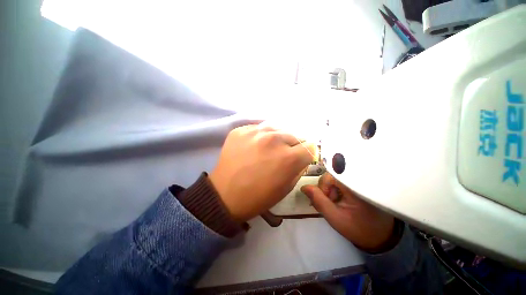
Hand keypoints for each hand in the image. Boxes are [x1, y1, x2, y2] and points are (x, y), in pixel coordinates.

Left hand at [209, 124, 315, 222]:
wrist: (225, 195)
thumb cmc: (258, 196)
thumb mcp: (287, 187)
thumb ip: (299, 168)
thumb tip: (302, 156)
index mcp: (289, 157)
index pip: (309, 146)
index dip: (306, 153)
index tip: (301, 157)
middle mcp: (275, 140)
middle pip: (294, 135)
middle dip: (292, 146)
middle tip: (281, 155)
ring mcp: (256, 132)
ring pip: (277, 129)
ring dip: (277, 139)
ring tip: (268, 149)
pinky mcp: (241, 130)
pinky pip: (259, 129)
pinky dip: (260, 137)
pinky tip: (254, 147)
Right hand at [301, 173, 395, 252]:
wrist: (381, 236)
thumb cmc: (359, 229)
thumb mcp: (335, 218)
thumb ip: (319, 201)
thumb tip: (304, 187)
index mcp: (356, 186)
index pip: (331, 175)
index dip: (324, 186)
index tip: (328, 201)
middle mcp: (359, 178)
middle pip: (332, 174)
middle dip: (327, 189)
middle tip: (330, 204)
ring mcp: (359, 180)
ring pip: (335, 177)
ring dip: (331, 189)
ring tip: (335, 203)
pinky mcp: (358, 183)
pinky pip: (340, 180)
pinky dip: (335, 189)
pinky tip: (338, 199)